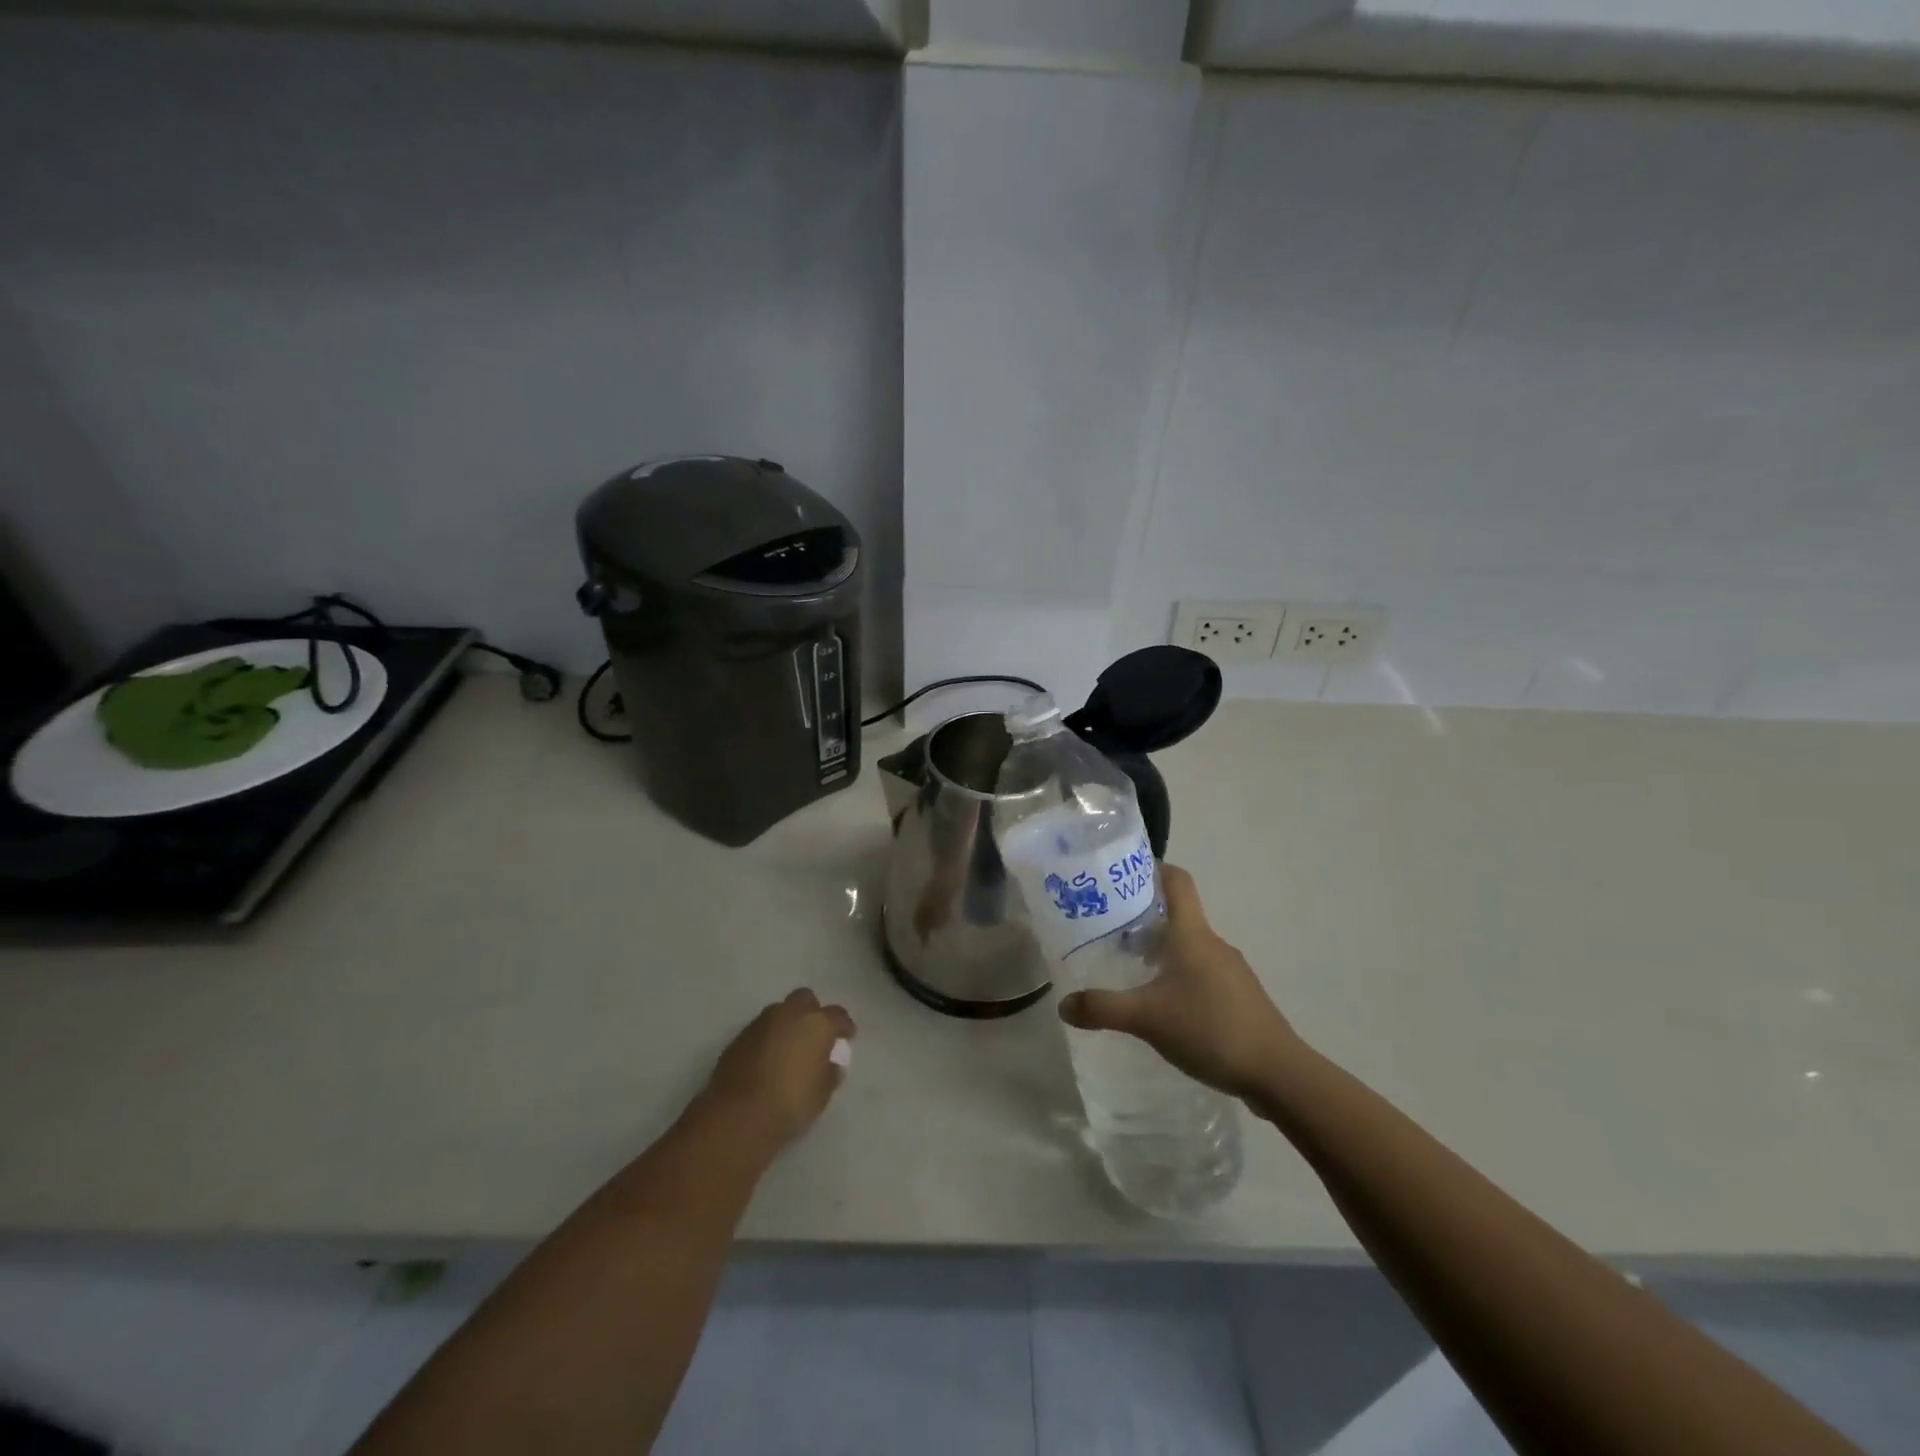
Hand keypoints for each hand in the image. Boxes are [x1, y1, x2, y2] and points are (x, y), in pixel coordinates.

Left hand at [703, 989, 855, 1149]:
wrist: (740, 1115)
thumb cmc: (792, 1103)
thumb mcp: (822, 1094)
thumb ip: (829, 1073)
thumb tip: (830, 1065)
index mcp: (817, 1023)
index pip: (838, 1015)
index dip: (844, 1026)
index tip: (847, 1036)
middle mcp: (789, 1014)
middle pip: (805, 999)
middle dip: (812, 1012)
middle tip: (814, 1035)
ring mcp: (761, 1024)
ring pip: (779, 1012)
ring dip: (786, 1024)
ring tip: (788, 1048)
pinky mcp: (738, 1038)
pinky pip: (760, 1031)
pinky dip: (767, 1039)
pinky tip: (767, 1060)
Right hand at [1058, 865, 1297, 1101]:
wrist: (1278, 1073)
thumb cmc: (1210, 1028)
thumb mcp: (1146, 1018)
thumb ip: (1102, 1008)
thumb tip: (1063, 1005)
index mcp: (1192, 934)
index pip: (1176, 880)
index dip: (1152, 868)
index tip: (1121, 874)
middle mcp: (1212, 944)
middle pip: (1177, 914)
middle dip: (1143, 917)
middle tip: (1108, 929)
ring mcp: (1230, 971)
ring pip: (1188, 946)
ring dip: (1160, 950)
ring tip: (1129, 970)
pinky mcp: (1238, 997)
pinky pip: (1200, 973)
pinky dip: (1177, 976)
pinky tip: (1162, 1006)